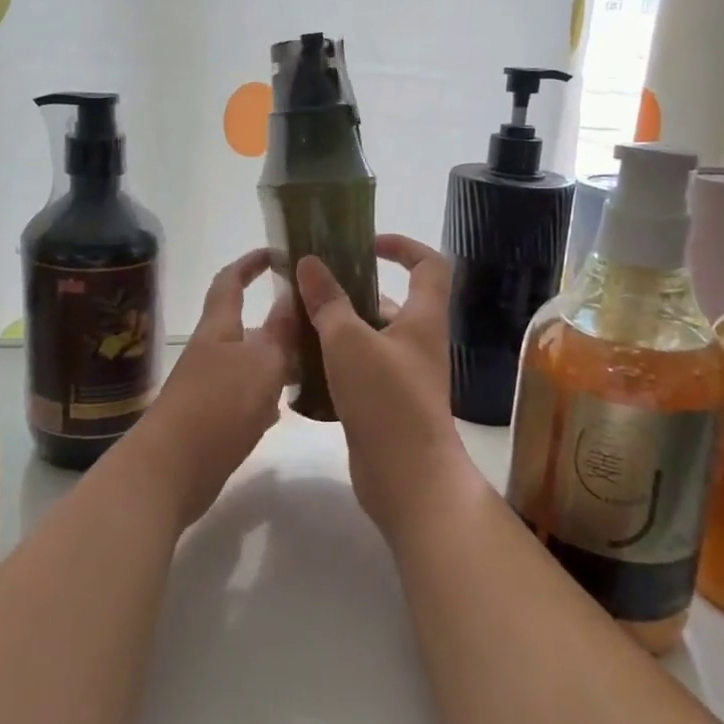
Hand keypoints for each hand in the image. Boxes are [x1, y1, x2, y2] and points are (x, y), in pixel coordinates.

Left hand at [130, 248, 294, 527]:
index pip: (230, 282)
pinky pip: (244, 398)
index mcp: (219, 329)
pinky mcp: (210, 420)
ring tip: (314, 366)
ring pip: (249, 364)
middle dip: (277, 322)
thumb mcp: (261, 363)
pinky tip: (284, 408)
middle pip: (244, 327)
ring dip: (276, 361)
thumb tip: (293, 296)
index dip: (249, 264)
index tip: (275, 254)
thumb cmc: (218, 406)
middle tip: (316, 324)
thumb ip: (280, 332)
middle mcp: (211, 353)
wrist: (170, 470)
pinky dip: (265, 397)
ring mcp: (208, 387)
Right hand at [296, 235, 477, 542]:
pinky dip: (334, 362)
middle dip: (350, 291)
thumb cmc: (386, 400)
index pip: (428, 265)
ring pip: (368, 338)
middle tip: (309, 290)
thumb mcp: (349, 342)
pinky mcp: (386, 404)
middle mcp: (418, 343)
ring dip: (336, 328)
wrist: (408, 479)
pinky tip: (300, 367)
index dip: (403, 246)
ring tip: (295, 325)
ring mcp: (403, 376)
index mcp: (422, 319)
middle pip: (388, 302)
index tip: (365, 244)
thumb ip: (327, 301)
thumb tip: (309, 263)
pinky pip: (359, 369)